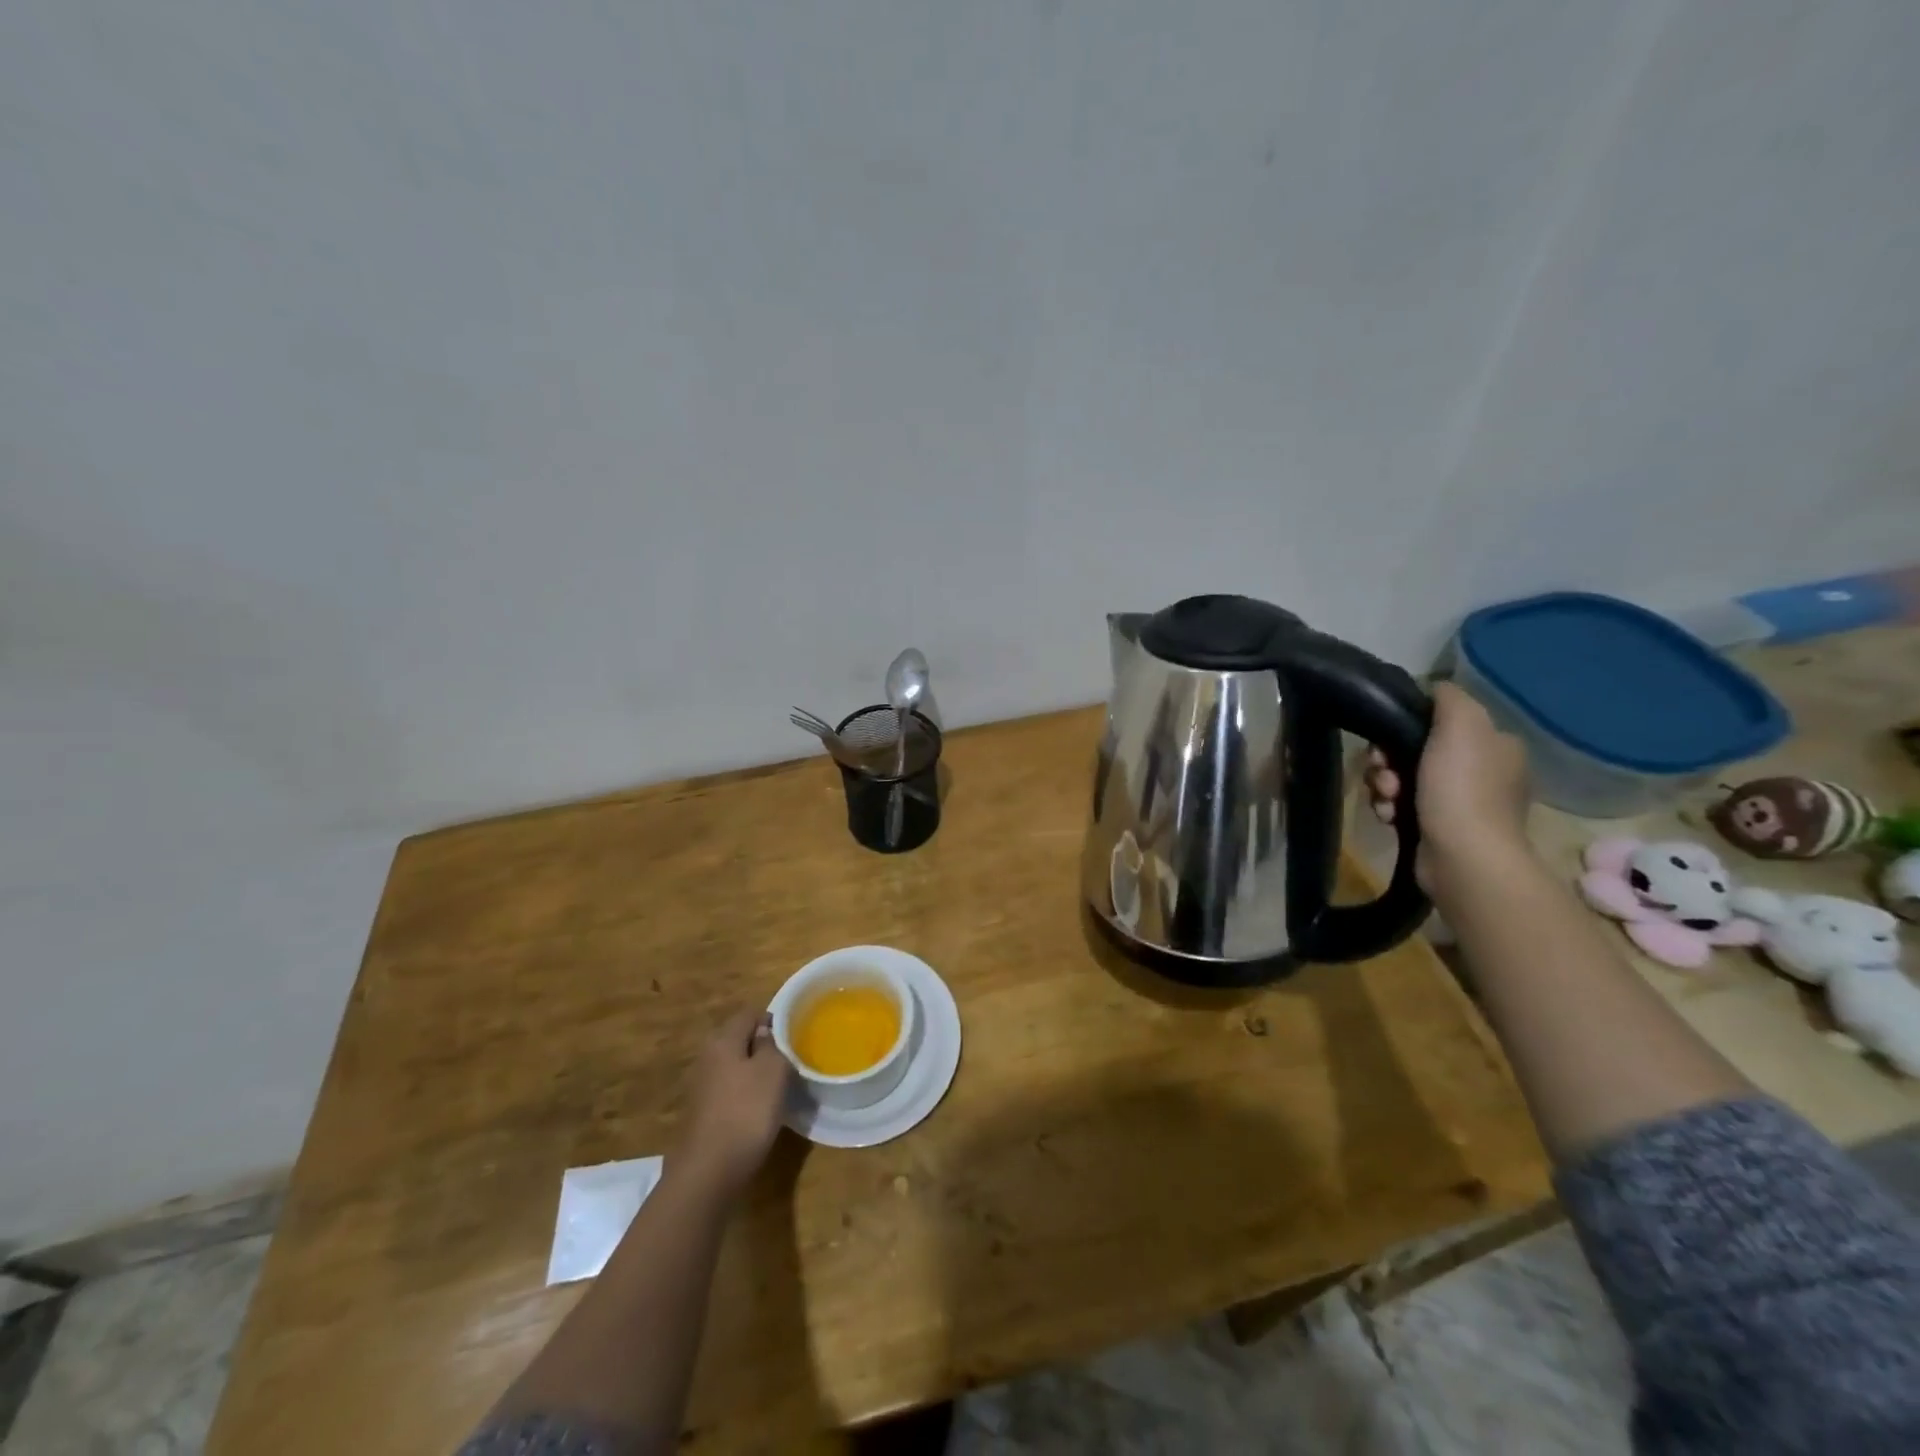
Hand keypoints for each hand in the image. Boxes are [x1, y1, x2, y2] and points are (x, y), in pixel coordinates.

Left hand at [677, 1008, 793, 1200]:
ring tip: (775, 1088)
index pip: (749, 1014)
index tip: (792, 1037)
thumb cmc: (746, 1112)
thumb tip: (763, 1033)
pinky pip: (726, 1091)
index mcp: (723, 1040)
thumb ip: (771, 1044)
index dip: (772, 1020)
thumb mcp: (773, 1071)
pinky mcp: (700, 1113)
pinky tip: (756, 1111)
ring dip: (752, 1073)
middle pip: (738, 1039)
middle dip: (762, 1047)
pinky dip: (742, 1095)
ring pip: (732, 1066)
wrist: (707, 1172)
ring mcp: (699, 1086)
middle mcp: (706, 1057)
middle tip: (786, 1062)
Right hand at [1366, 681, 1532, 893]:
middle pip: (1416, 750)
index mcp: (1495, 745)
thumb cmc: (1462, 788)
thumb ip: (1449, 698)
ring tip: (1386, 799)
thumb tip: (1434, 689)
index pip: (1443, 722)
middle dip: (1389, 760)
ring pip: (1403, 779)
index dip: (1408, 726)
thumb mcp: (1461, 725)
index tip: (1389, 738)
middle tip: (1383, 772)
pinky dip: (1390, 808)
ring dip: (1384, 785)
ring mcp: (1462, 803)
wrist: (1462, 856)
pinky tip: (1388, 816)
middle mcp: (1483, 772)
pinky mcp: (1439, 829)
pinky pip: (1402, 806)